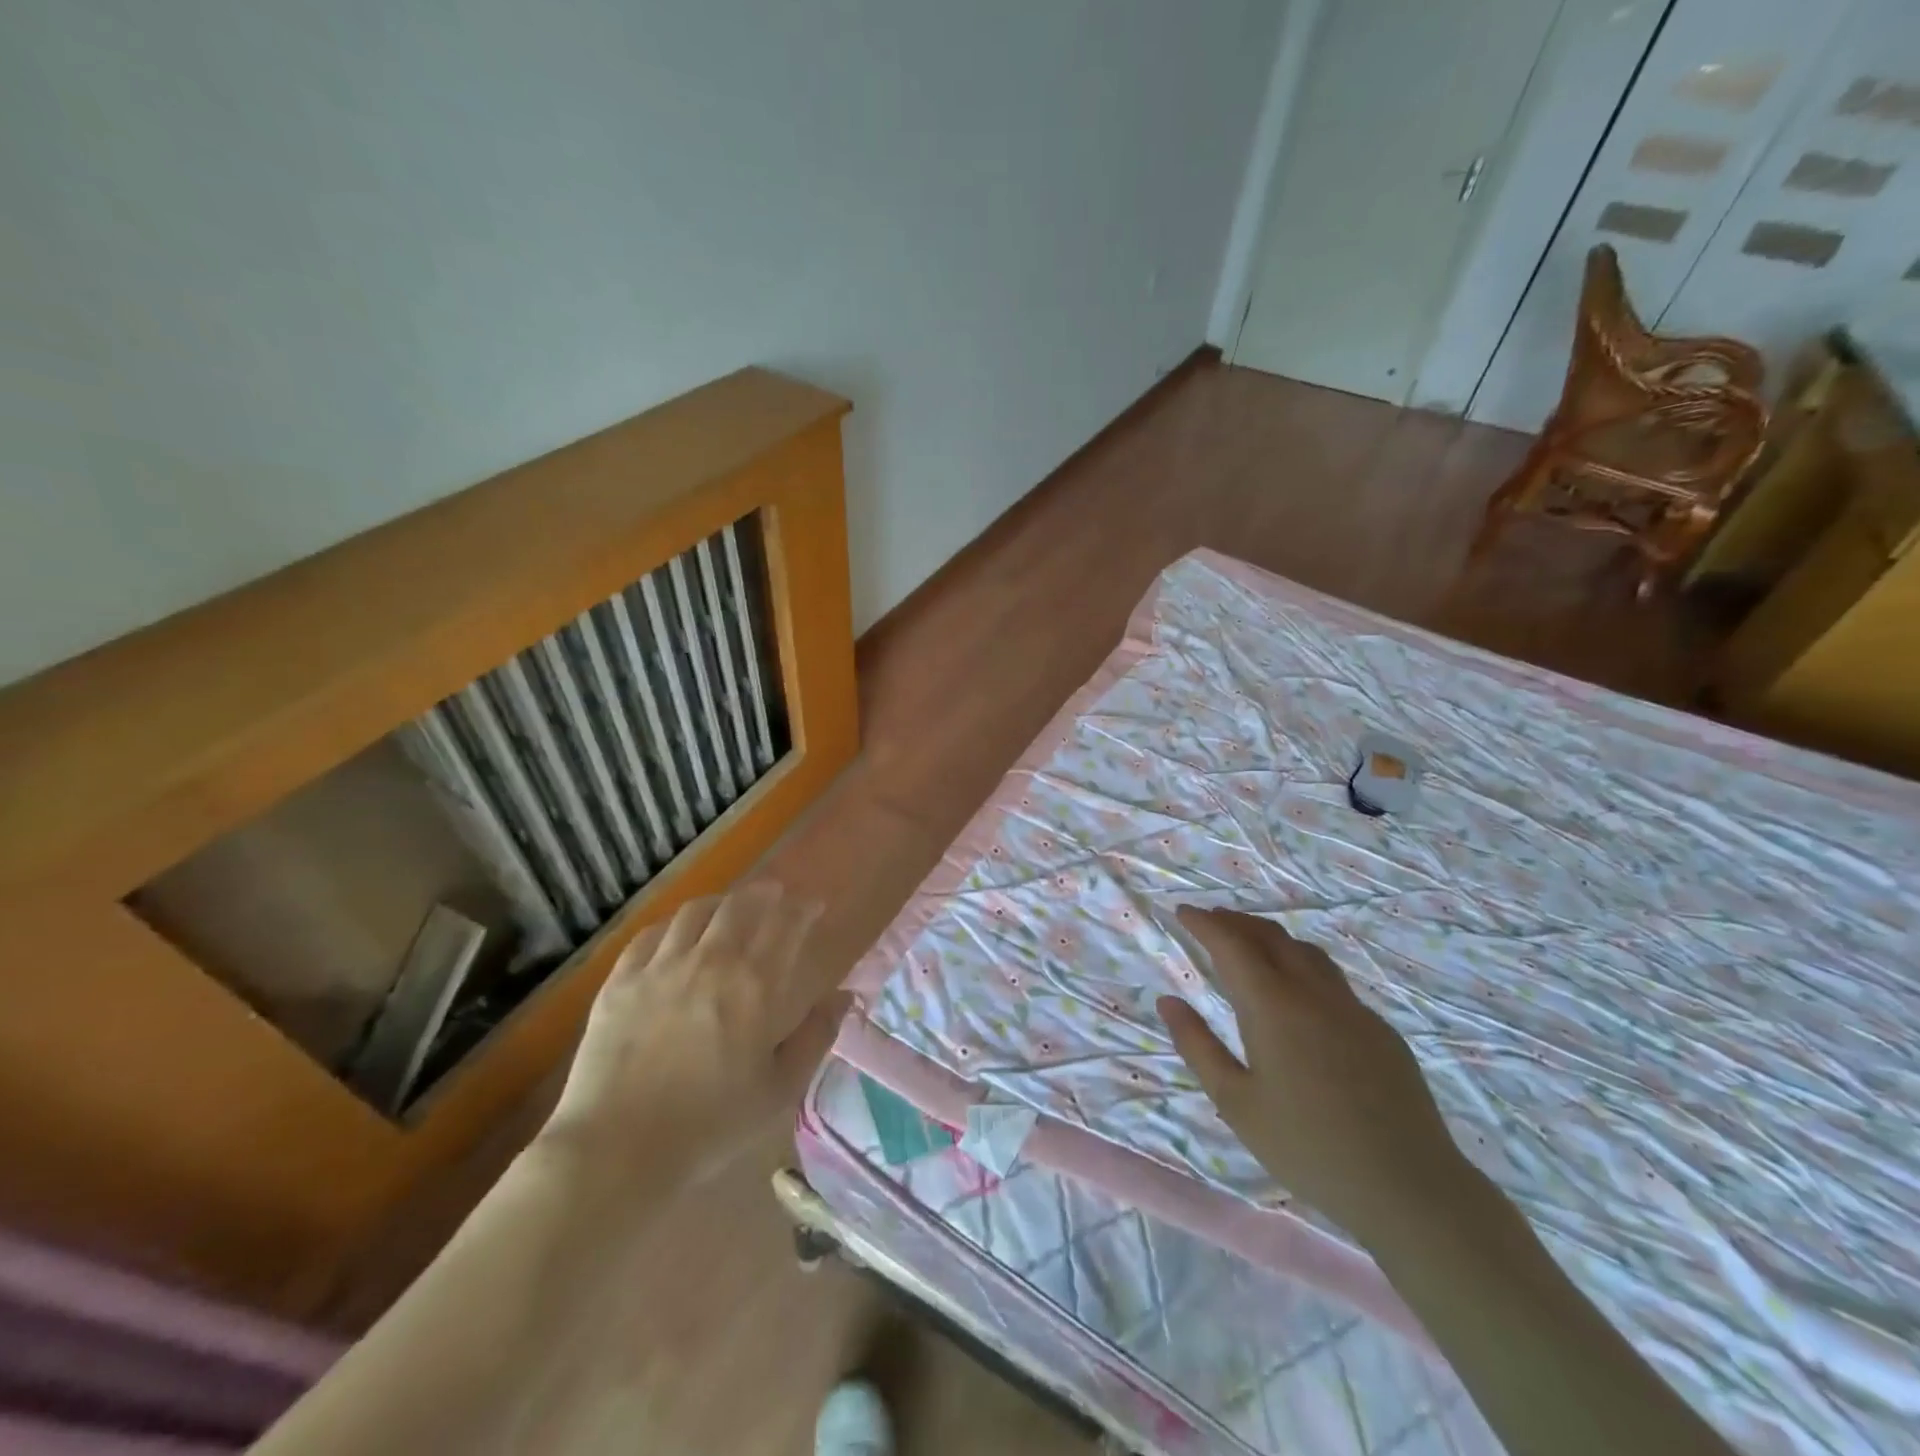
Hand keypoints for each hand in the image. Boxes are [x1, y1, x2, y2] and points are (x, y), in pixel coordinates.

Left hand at [540, 883, 848, 1183]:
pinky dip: (673, 925)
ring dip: (720, 903)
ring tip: (727, 908)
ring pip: (695, 911)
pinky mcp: (621, 980)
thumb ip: (816, 1037)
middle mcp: (711, 961)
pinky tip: (676, 934)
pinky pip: (651, 934)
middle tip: (774, 895)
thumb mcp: (779, 1090)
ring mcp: (661, 966)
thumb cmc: (710, 1126)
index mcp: (755, 985)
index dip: (802, 908)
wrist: (617, 1149)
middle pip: (741, 906)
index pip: (786, 925)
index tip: (812, 906)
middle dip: (764, 894)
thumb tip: (846, 996)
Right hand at [1157, 907, 1465, 1241]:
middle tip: (1210, 920)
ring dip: (1271, 937)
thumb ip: (1198, 1046)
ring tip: (1250, 943)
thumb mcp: (1236, 1103)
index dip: (1204, 924)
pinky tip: (1298, 993)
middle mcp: (1313, 993)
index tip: (1183, 912)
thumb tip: (1168, 1001)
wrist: (1409, 1188)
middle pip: (1271, 937)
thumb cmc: (1308, 1148)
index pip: (1231, 945)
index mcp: (1272, 1006)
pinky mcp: (1380, 1030)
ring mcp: (1352, 1009)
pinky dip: (1302, 965)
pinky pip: (1333, 980)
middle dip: (1236, 922)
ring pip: (1306, 952)